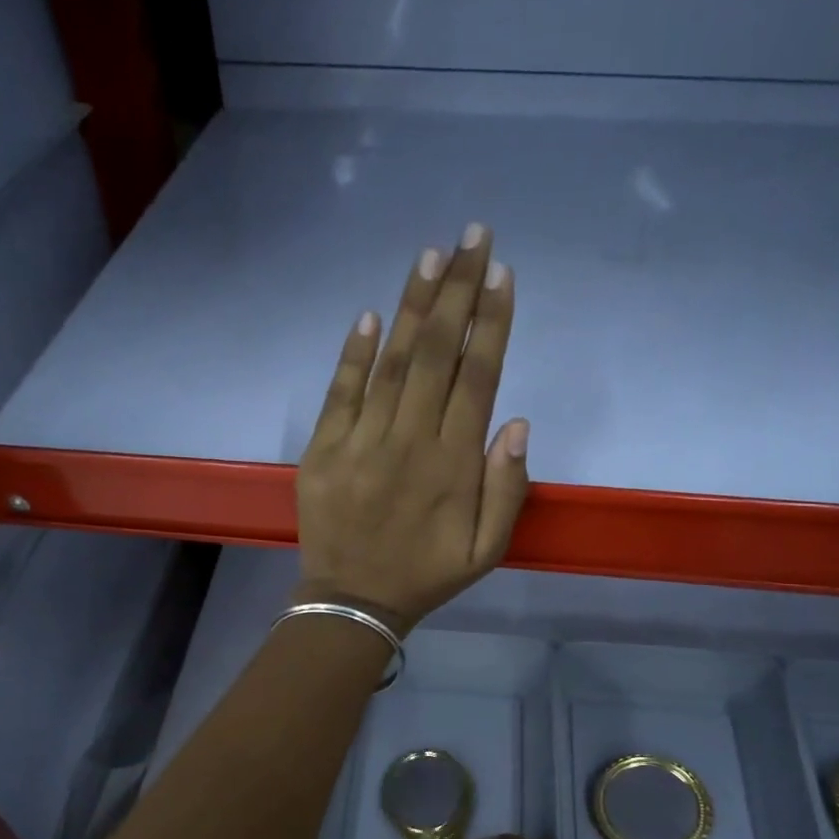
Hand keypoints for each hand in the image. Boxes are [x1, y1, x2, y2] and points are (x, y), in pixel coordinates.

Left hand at [296, 224, 529, 632]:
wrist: (353, 601)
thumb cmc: (427, 575)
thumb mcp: (486, 550)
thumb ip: (507, 489)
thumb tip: (515, 421)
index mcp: (453, 465)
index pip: (476, 378)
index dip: (491, 323)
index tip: (501, 275)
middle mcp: (408, 443)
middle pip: (437, 355)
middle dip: (458, 291)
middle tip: (473, 236)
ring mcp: (361, 443)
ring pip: (392, 363)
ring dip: (413, 307)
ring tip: (432, 255)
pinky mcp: (323, 450)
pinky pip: (340, 392)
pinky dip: (355, 353)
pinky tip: (372, 314)